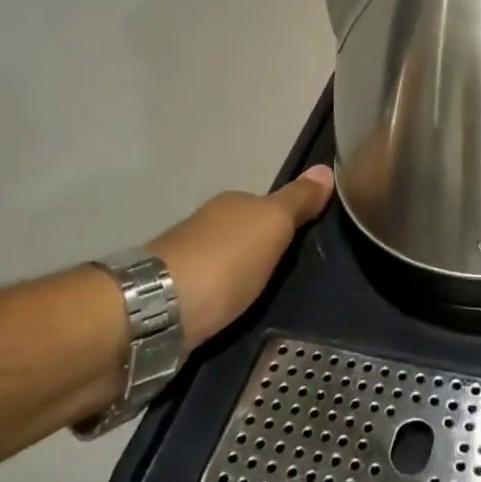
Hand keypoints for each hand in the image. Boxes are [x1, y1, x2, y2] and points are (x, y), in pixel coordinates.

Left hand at [149, 165, 334, 349]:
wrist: (154, 313)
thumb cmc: (224, 262)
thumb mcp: (273, 226)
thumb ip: (298, 201)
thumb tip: (326, 168)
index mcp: (232, 204)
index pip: (267, 205)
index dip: (287, 220)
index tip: (305, 239)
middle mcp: (207, 226)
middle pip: (243, 233)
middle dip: (261, 249)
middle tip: (290, 274)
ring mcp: (185, 262)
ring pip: (224, 263)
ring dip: (238, 275)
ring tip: (263, 298)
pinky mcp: (170, 300)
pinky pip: (208, 292)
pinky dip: (220, 299)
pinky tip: (230, 313)